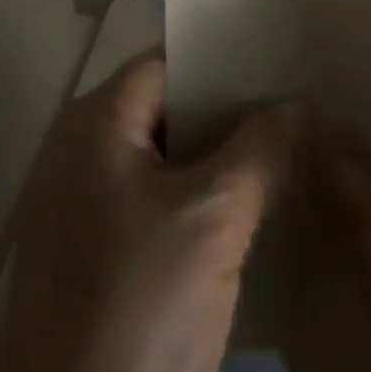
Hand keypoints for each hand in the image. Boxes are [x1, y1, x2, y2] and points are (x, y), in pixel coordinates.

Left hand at [0, 50, 297, 371]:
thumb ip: (257, 152)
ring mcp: (77, 203)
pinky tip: (236, 223)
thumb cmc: (137, 306)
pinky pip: (144, 206)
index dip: (222, 65)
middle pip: (163, 110)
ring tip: (275, 165)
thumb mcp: (212, 223)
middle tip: (287, 120)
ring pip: (157, 162)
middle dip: (223, 117)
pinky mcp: (85, 256)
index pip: (168, 64)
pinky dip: (187, 206)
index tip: (276, 70)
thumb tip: (293, 103)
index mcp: (95, 119)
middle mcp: (78, 146)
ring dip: (210, 165)